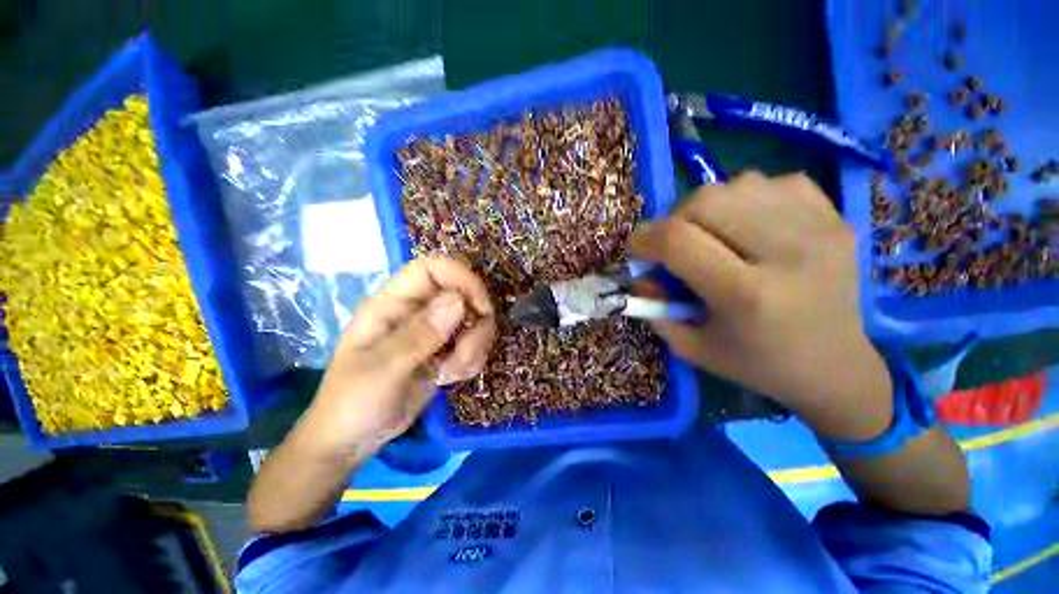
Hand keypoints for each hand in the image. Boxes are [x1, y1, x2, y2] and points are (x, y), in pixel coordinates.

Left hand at [299, 257, 496, 457]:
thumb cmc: (353, 403)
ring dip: (474, 347)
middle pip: (462, 294)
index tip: (481, 306)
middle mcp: (416, 311)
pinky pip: (473, 344)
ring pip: (473, 320)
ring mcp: (432, 331)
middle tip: (465, 353)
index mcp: (392, 305)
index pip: (431, 269)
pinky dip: (471, 360)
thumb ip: (420, 334)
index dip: (461, 278)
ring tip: (451, 372)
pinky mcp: (444, 350)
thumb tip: (458, 300)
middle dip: (475, 323)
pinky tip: (451, 377)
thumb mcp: (383, 370)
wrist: (352, 440)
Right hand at [630, 172, 892, 440]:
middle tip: (675, 243)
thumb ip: (656, 306)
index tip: (637, 248)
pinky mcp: (836, 217)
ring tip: (712, 234)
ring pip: (738, 184)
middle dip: (674, 219)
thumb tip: (640, 271)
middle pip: (706, 201)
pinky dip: (748, 198)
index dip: (644, 238)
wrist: (837, 366)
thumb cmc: (758, 364)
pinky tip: (750, 225)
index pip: (679, 241)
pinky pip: (775, 182)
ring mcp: (818, 228)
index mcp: (747, 295)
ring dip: (709, 207)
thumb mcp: (692, 346)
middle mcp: (786, 254)